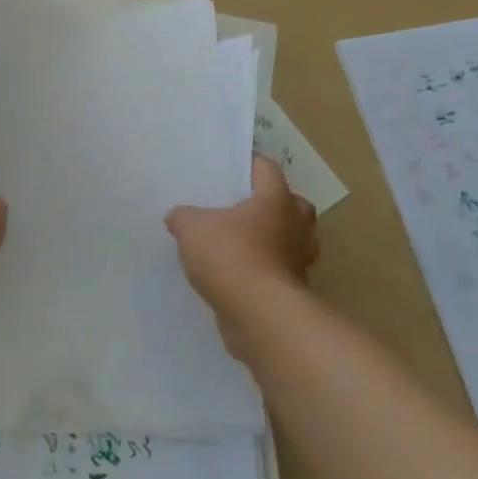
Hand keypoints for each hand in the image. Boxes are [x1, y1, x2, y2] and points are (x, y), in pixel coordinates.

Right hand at [167, 156, 317, 349]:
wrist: (260, 315)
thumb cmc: (231, 256)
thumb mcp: (192, 228)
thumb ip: (183, 217)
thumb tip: (177, 217)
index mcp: (276, 199)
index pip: (267, 168)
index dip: (250, 163)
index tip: (232, 165)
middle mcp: (295, 225)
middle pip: (293, 204)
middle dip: (274, 203)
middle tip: (245, 206)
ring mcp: (300, 260)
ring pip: (292, 240)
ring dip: (274, 239)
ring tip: (243, 242)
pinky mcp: (295, 291)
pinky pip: (282, 271)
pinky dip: (266, 270)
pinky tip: (240, 274)